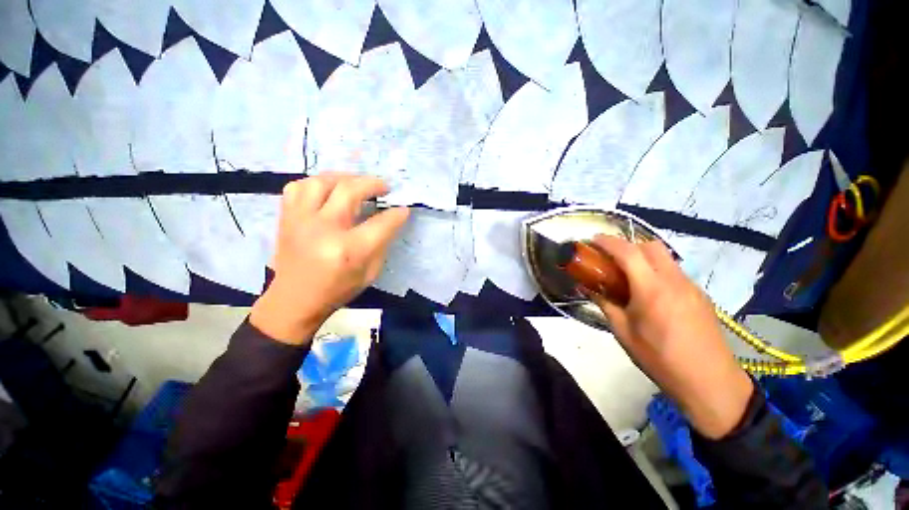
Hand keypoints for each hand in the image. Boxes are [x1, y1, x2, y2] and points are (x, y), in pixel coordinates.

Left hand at [250, 173, 409, 345]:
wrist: (295, 300)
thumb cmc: (338, 289)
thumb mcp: (370, 272)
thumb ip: (382, 243)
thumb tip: (392, 217)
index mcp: (349, 250)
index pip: (380, 223)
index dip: (396, 213)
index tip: (403, 208)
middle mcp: (324, 229)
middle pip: (350, 191)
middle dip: (373, 184)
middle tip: (384, 187)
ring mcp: (300, 220)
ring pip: (322, 181)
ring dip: (344, 178)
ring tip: (356, 184)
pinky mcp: (287, 218)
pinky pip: (298, 186)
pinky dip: (317, 183)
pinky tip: (328, 191)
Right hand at [584, 235, 753, 438]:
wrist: (710, 383)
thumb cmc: (660, 359)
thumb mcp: (623, 332)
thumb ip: (605, 305)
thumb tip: (588, 288)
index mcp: (652, 290)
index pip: (628, 252)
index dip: (608, 242)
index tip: (593, 240)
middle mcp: (674, 281)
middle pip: (650, 246)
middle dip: (627, 245)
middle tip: (611, 259)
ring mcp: (691, 287)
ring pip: (665, 257)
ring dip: (643, 258)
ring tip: (629, 277)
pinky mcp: (700, 296)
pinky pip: (674, 272)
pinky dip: (657, 271)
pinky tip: (650, 294)